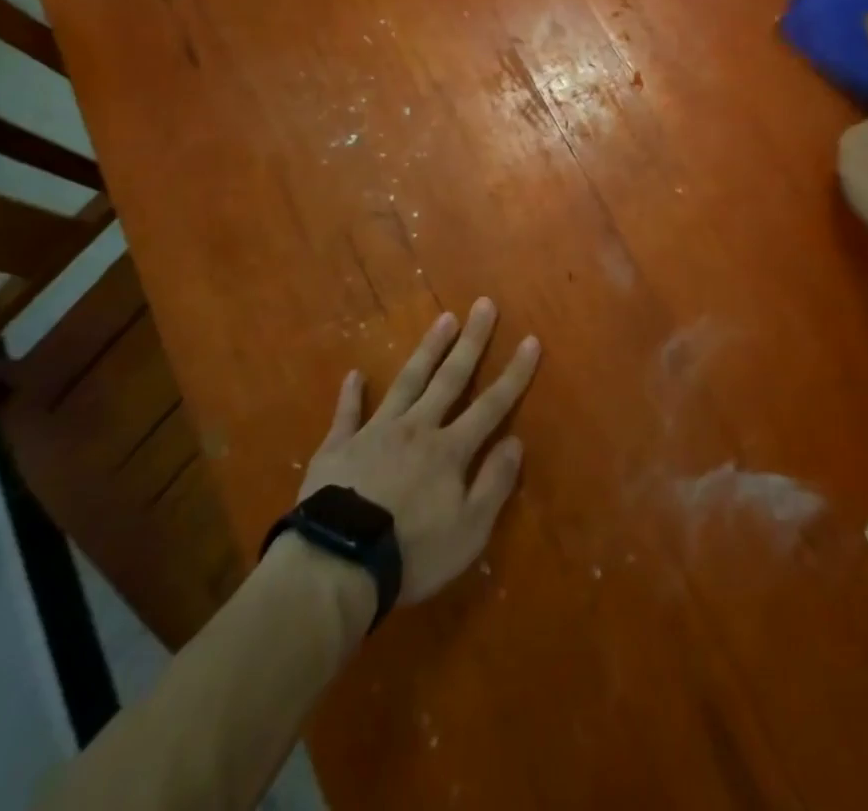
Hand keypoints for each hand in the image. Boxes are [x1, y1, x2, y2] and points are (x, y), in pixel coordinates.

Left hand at [299, 299, 540, 604]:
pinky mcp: (339, 446)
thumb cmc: (411, 553)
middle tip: (483, 304)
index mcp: (450, 450)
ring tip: (444, 318)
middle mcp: (417, 428)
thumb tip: (516, 440)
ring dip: (427, 350)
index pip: (492, 405)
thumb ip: (494, 483)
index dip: (514, 373)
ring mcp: (376, 432)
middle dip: (471, 341)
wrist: (337, 563)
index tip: (530, 339)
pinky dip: (352, 394)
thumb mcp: (469, 531)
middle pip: (450, 378)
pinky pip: (347, 413)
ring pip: (407, 381)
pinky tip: (355, 374)